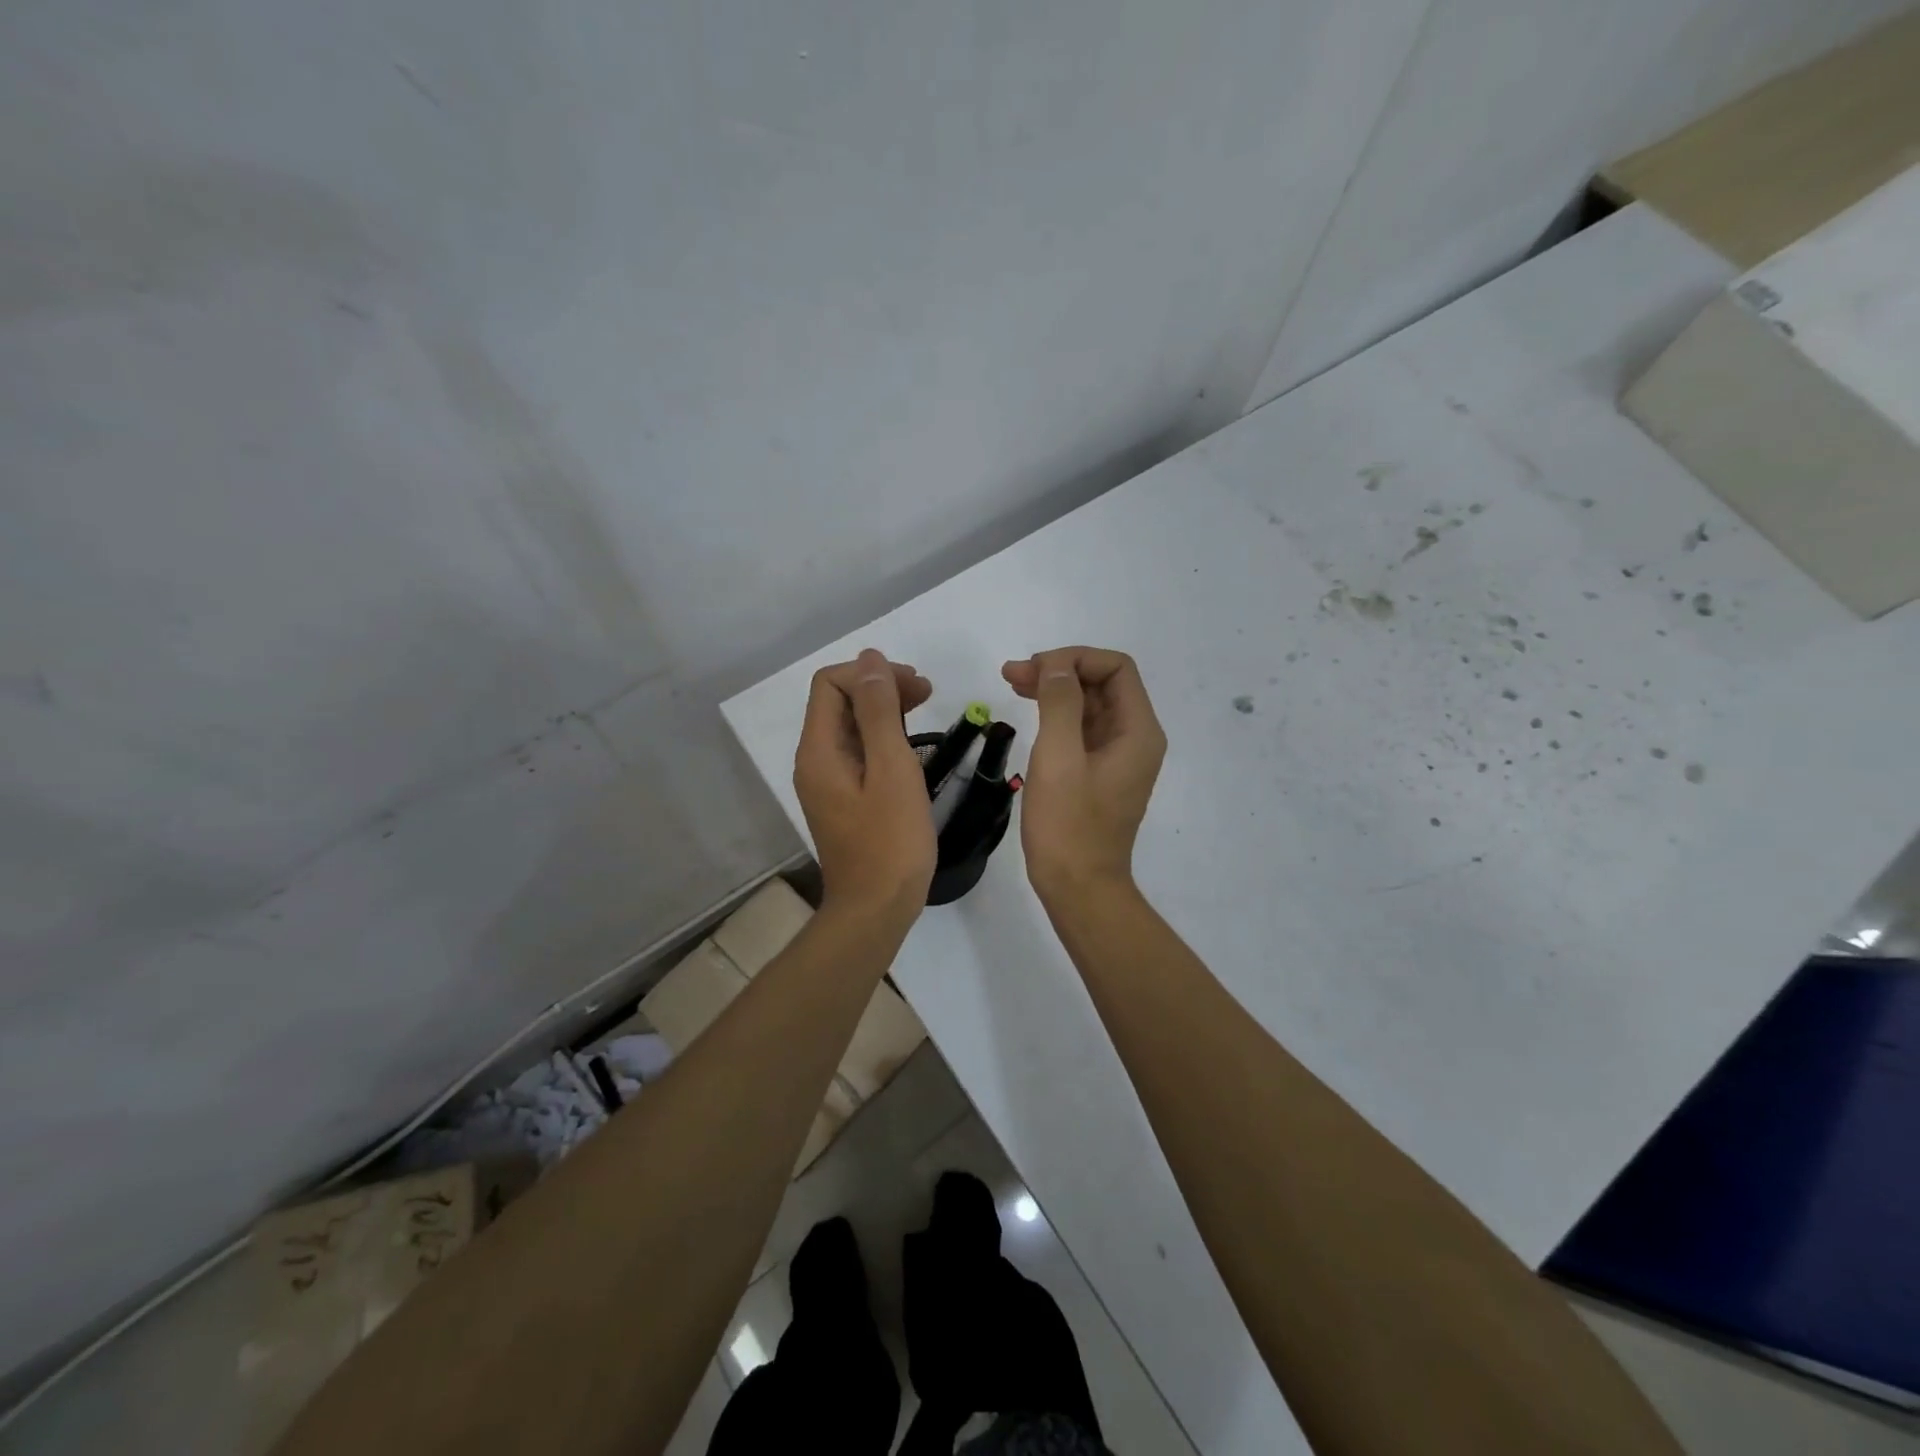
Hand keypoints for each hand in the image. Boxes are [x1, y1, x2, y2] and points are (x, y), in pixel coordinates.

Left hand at [794, 648, 936, 923]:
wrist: (875, 909)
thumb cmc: (890, 841)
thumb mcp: (891, 769)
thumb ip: (880, 711)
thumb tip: (871, 660)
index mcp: (819, 750)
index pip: (831, 684)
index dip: (870, 673)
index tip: (915, 685)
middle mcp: (815, 760)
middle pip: (839, 701)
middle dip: (880, 686)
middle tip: (927, 691)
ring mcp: (828, 781)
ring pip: (850, 725)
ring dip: (884, 708)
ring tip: (925, 706)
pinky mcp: (844, 797)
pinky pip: (858, 751)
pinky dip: (882, 736)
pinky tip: (910, 742)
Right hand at [1002, 647, 1165, 900]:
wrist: (1079, 888)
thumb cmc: (1068, 825)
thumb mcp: (1059, 757)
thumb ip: (1060, 702)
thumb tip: (1055, 665)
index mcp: (1138, 731)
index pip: (1116, 668)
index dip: (1075, 658)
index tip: (1033, 669)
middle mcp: (1136, 738)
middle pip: (1103, 684)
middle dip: (1060, 671)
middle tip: (1011, 674)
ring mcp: (1118, 757)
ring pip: (1090, 705)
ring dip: (1055, 690)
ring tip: (1012, 683)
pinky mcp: (1100, 773)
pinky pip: (1083, 730)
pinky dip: (1057, 715)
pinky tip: (1030, 712)